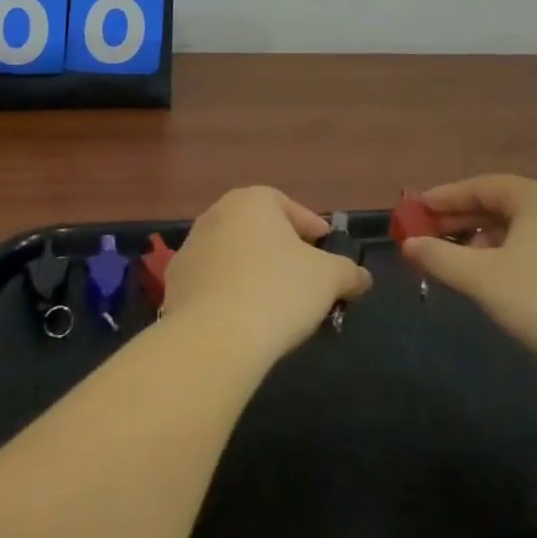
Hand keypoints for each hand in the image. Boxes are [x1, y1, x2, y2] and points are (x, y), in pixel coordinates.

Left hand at [163, 187, 372, 366]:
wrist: (214, 337)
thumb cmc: (278, 291)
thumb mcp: (329, 279)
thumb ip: (348, 272)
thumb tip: (362, 277)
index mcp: (252, 200)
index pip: (289, 206)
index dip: (312, 228)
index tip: (326, 249)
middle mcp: (216, 213)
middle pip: (258, 228)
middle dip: (281, 248)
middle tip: (303, 275)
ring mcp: (190, 247)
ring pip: (232, 253)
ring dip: (252, 270)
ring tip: (274, 302)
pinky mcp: (174, 282)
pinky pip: (211, 281)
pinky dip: (228, 292)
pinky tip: (243, 317)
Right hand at [402, 174, 536, 381]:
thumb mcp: (482, 278)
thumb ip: (439, 257)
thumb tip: (408, 244)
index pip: (481, 186)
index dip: (445, 197)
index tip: (416, 208)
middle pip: (501, 204)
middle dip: (463, 219)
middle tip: (430, 234)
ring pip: (521, 227)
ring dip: (486, 238)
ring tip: (461, 260)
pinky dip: (511, 252)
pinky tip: (499, 277)